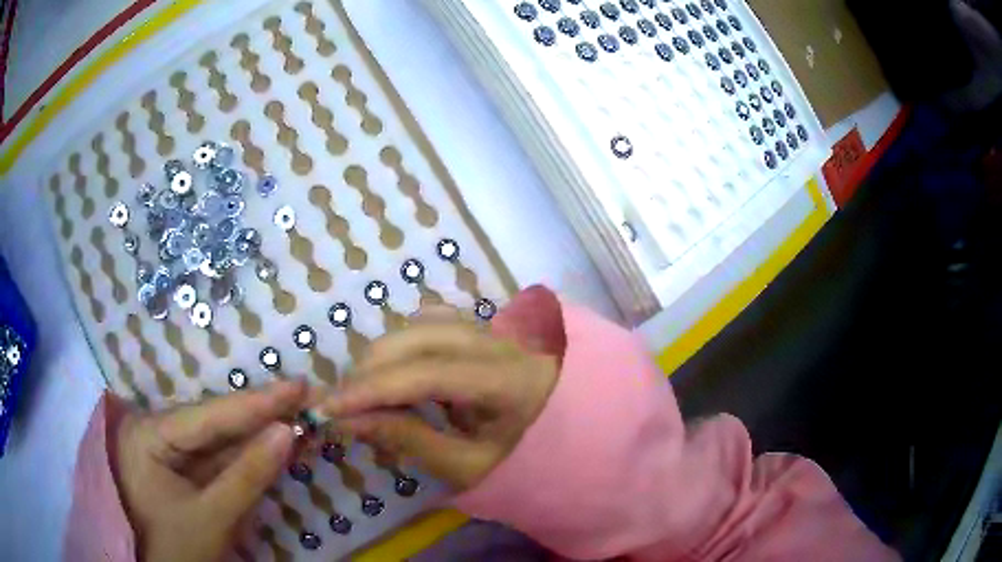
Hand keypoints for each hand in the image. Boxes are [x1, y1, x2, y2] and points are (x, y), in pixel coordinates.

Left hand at [113, 380, 306, 561]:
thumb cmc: (177, 549)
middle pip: (214, 421)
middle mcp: (155, 430)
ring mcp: (167, 447)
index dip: (255, 402)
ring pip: (219, 438)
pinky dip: (248, 454)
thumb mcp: (213, 517)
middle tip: (305, 398)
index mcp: (148, 435)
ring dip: (258, 432)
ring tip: (298, 415)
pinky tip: (275, 442)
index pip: (208, 415)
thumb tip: (288, 431)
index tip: (298, 385)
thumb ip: (249, 474)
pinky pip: (218, 456)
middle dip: (260, 415)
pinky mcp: (181, 465)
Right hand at [320, 313, 559, 490]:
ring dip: (387, 353)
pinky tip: (400, 372)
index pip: (425, 373)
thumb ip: (409, 440)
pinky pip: (438, 323)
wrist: (577, 446)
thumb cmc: (526, 466)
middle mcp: (504, 342)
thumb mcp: (468, 468)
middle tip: (344, 402)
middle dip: (372, 367)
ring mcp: (499, 330)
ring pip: (425, 323)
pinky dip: (408, 344)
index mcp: (510, 381)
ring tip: (368, 390)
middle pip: (420, 336)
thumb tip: (349, 420)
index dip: (371, 389)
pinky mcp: (491, 330)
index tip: (328, 407)